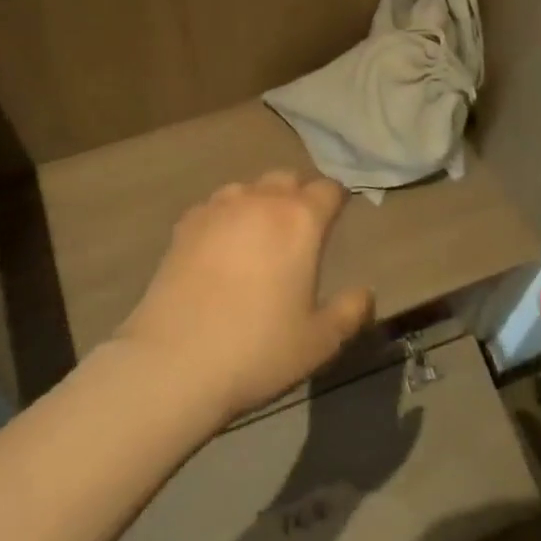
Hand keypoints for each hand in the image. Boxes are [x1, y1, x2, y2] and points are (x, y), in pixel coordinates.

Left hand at [114, 171, 374, 426]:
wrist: (175, 361)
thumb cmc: (258, 349)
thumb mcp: (319, 341)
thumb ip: (350, 312)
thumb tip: (365, 293)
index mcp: (300, 221)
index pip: (328, 189)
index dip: (336, 199)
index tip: (338, 215)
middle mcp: (260, 202)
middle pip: (286, 178)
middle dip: (298, 195)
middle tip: (300, 228)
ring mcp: (217, 210)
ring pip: (247, 188)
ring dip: (259, 202)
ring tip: (258, 235)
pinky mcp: (184, 226)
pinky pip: (213, 208)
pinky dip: (224, 218)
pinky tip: (220, 247)